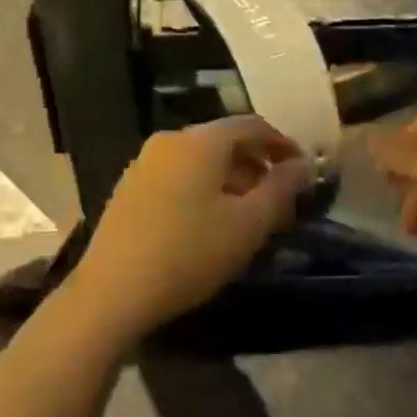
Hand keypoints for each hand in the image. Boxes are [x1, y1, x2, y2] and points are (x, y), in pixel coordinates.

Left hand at [70, 116, 313, 338]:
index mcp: (201, 141)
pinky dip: (203, 188)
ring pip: (200, 160)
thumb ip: (280, 189)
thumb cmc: (189, 253)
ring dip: (231, 180)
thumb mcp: (247, 225)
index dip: (282, 144)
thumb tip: (304, 165)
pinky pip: (178, 174)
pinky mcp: (129, 187)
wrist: (112, 291)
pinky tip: (210, 224)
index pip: (251, 125)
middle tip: (279, 200)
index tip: (303, 171)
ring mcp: (145, 162)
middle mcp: (171, 140)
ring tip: (248, 217)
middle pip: (224, 141)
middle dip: (257, 166)